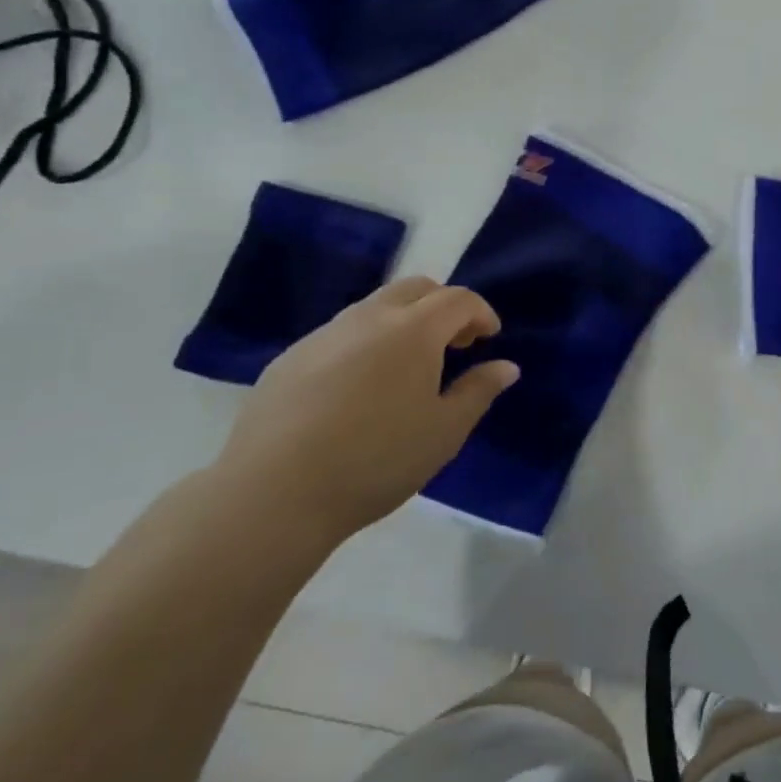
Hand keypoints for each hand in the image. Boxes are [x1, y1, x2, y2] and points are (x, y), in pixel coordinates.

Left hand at [213, 277, 517, 543]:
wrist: (274, 492)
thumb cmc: (377, 460)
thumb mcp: (444, 432)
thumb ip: (479, 391)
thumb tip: (506, 366)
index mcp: (414, 330)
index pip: (458, 299)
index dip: (481, 313)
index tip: (490, 338)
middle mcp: (369, 318)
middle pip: (416, 288)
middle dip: (443, 306)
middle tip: (454, 345)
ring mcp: (324, 334)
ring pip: (375, 307)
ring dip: (403, 322)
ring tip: (407, 369)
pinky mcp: (290, 358)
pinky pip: (340, 334)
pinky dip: (365, 343)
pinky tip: (358, 391)